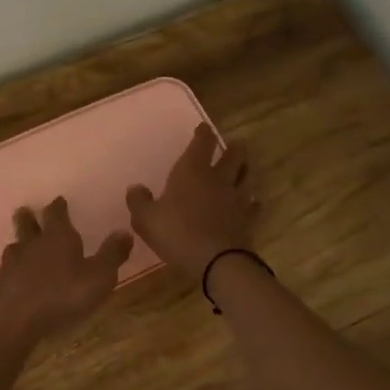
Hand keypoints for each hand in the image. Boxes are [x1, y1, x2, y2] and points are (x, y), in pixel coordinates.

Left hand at [0, 197, 131, 348]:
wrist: (15, 322)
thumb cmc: (63, 295)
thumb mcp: (99, 277)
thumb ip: (112, 254)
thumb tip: (125, 231)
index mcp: (57, 236)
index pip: (56, 212)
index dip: (58, 206)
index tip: (59, 201)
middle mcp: (32, 243)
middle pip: (27, 223)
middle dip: (29, 217)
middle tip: (28, 212)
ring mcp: (11, 263)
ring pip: (14, 246)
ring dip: (19, 243)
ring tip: (22, 245)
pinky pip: (6, 270)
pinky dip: (12, 270)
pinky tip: (15, 277)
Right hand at [126, 123, 256, 278]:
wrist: (216, 262)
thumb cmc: (177, 234)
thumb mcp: (146, 219)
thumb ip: (139, 201)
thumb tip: (135, 188)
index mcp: (192, 171)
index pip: (202, 143)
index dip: (203, 133)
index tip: (204, 128)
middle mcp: (218, 178)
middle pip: (233, 155)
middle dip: (233, 147)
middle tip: (235, 144)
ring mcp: (236, 198)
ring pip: (247, 176)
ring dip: (246, 169)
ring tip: (245, 166)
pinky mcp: (248, 219)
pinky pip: (254, 205)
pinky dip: (253, 202)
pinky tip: (252, 203)